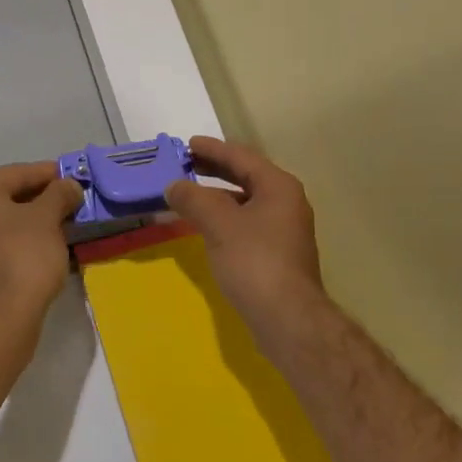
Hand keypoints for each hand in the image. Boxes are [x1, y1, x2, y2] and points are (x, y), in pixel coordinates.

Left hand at [0, 162, 82, 321]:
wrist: (2, 314)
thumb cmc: (24, 254)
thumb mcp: (48, 217)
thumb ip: (60, 194)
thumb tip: (70, 185)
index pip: (18, 173)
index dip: (49, 174)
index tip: (73, 177)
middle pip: (7, 196)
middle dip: (40, 198)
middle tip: (69, 200)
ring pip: (2, 220)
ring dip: (30, 220)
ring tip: (61, 223)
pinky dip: (19, 239)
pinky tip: (44, 245)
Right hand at [165, 137, 328, 343]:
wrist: (287, 318)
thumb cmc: (254, 261)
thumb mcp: (218, 223)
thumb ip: (193, 198)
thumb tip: (174, 186)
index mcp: (278, 187)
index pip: (242, 157)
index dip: (213, 149)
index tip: (188, 144)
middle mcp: (286, 203)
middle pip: (246, 177)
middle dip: (214, 170)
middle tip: (185, 164)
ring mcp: (284, 230)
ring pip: (245, 201)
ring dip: (217, 195)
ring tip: (189, 195)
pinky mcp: (277, 254)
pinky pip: (246, 223)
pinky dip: (224, 217)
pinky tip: (205, 226)